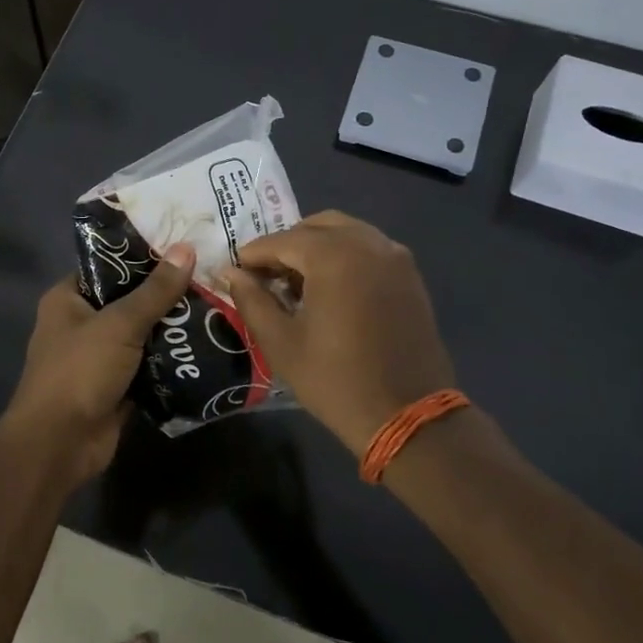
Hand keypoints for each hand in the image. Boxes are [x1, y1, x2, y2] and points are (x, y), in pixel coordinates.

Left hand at [2, 243, 195, 483]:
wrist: (60, 444)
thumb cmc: (80, 371)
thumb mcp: (119, 324)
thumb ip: (155, 291)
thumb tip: (187, 248)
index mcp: (68, 298)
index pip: (108, 265)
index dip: (143, 255)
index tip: (183, 246)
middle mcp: (81, 323)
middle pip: (129, 300)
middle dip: (166, 293)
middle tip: (209, 276)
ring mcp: (99, 357)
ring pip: (142, 334)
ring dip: (172, 328)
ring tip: (216, 306)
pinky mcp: (117, 386)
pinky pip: (149, 365)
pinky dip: (171, 360)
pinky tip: (207, 346)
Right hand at [224, 212, 457, 455]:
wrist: (408, 416)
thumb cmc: (336, 380)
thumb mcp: (281, 343)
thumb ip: (252, 300)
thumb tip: (232, 273)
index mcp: (334, 256)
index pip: (282, 240)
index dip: (254, 254)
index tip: (235, 270)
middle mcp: (368, 244)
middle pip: (317, 226)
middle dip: (287, 244)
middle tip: (266, 275)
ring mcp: (395, 258)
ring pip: (347, 233)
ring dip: (317, 247)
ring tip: (296, 282)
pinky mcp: (410, 277)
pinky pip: (370, 249)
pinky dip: (345, 256)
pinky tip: (331, 289)